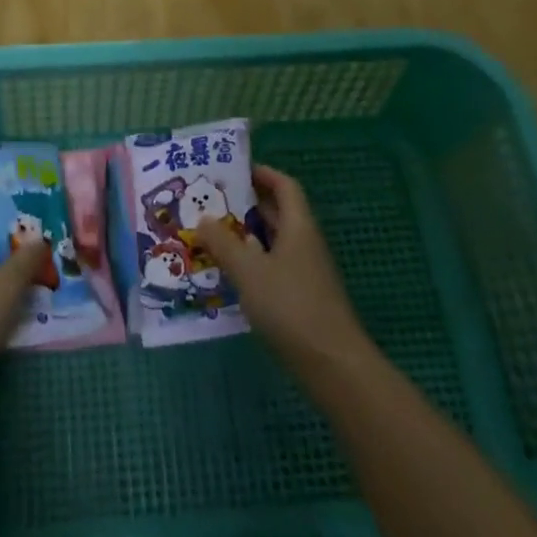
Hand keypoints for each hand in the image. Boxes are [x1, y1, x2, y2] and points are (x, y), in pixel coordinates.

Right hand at [196, 165, 370, 374]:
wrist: (334, 366)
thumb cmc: (291, 306)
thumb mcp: (249, 271)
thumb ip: (223, 243)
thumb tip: (202, 220)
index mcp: (299, 227)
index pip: (284, 186)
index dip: (262, 173)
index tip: (232, 170)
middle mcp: (305, 243)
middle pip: (277, 213)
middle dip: (245, 205)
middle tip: (210, 202)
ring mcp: (306, 273)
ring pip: (273, 243)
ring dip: (245, 237)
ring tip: (210, 235)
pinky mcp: (302, 299)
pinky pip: (273, 268)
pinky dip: (252, 264)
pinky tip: (229, 275)